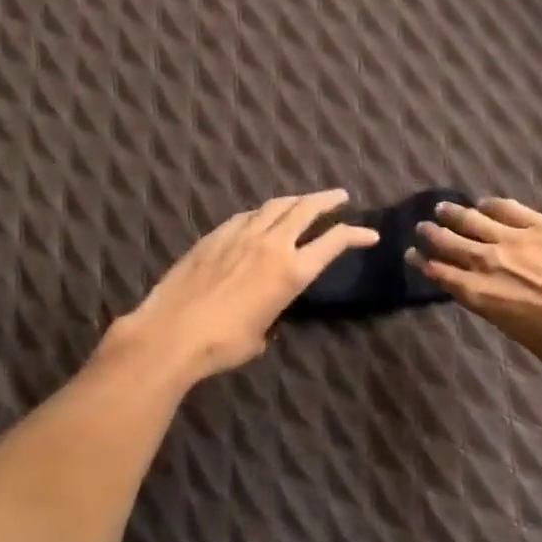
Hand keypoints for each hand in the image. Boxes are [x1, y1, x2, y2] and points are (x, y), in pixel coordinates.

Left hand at [117, 189, 378, 381]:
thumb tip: (266, 315)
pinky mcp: (215, 235)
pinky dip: (261, 213)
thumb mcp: (260, 335)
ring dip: (295, 200)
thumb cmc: (221, 345)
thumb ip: (271, 317)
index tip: (370, 234)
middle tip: (340, 196)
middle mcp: (271, 245)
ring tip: (304, 200)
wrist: (170, 333)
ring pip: (275, 206)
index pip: (333, 242)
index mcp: (291, 272)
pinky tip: (259, 217)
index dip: (356, 235)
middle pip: (306, 209)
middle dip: (327, 200)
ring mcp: (240, 235)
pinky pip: (246, 216)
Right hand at [412, 198, 541, 370]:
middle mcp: (487, 262)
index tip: (412, 254)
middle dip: (432, 234)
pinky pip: (507, 208)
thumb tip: (497, 300)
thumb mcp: (518, 333)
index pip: (441, 273)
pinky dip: (490, 205)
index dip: (423, 262)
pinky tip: (483, 203)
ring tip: (442, 208)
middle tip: (422, 227)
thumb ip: (499, 311)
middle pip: (450, 243)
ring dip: (454, 214)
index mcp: (479, 294)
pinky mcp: (539, 224)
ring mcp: (513, 239)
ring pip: (472, 220)